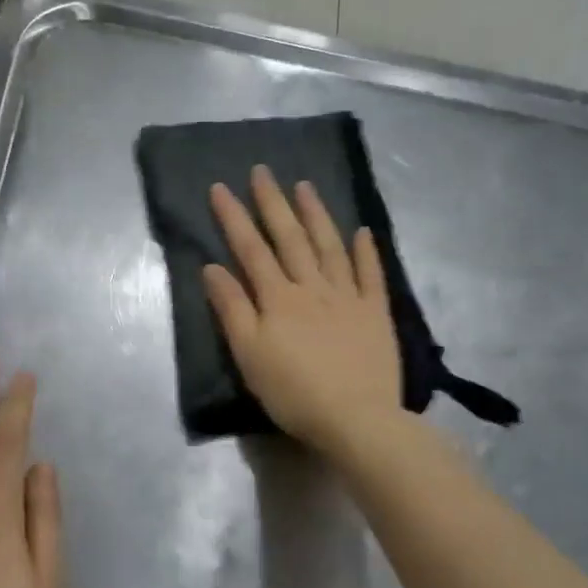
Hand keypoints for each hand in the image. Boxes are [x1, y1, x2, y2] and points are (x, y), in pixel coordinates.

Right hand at [204, 167, 403, 458]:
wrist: (356, 418)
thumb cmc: (293, 391)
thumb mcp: (249, 354)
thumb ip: (232, 308)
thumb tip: (212, 267)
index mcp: (278, 298)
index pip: (251, 249)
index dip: (234, 217)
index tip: (220, 187)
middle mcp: (312, 287)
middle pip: (290, 238)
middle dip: (273, 202)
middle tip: (263, 170)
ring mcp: (348, 297)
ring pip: (329, 246)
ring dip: (316, 214)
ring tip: (305, 186)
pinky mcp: (375, 313)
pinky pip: (370, 275)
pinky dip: (365, 251)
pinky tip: (362, 231)